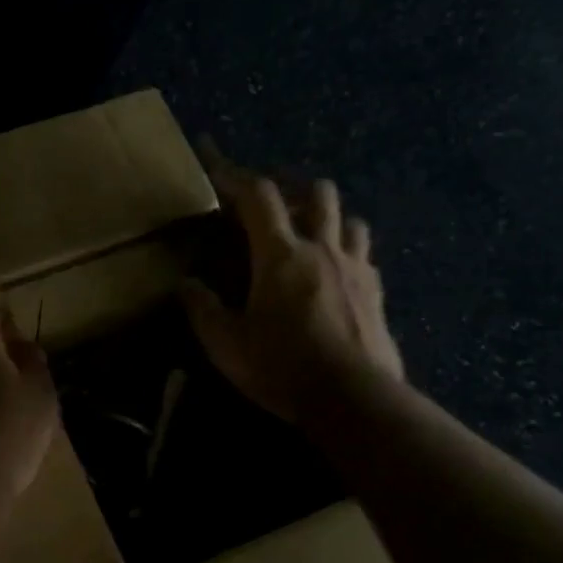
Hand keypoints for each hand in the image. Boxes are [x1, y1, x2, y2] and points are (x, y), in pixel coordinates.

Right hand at [182, 144, 403, 424]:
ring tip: (308, 233)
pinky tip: (334, 272)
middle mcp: (323, 249)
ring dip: (326, 216)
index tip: (214, 162)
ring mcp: (357, 268)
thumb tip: (186, 283)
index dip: (234, 174)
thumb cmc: (282, 367)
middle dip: (291, 187)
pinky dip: (346, 250)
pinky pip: (364, 255)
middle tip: (270, 203)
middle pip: (316, 192)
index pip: (258, 196)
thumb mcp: (226, 343)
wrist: (353, 399)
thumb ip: (202, 308)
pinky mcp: (376, 292)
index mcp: (281, 255)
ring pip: (349, 218)